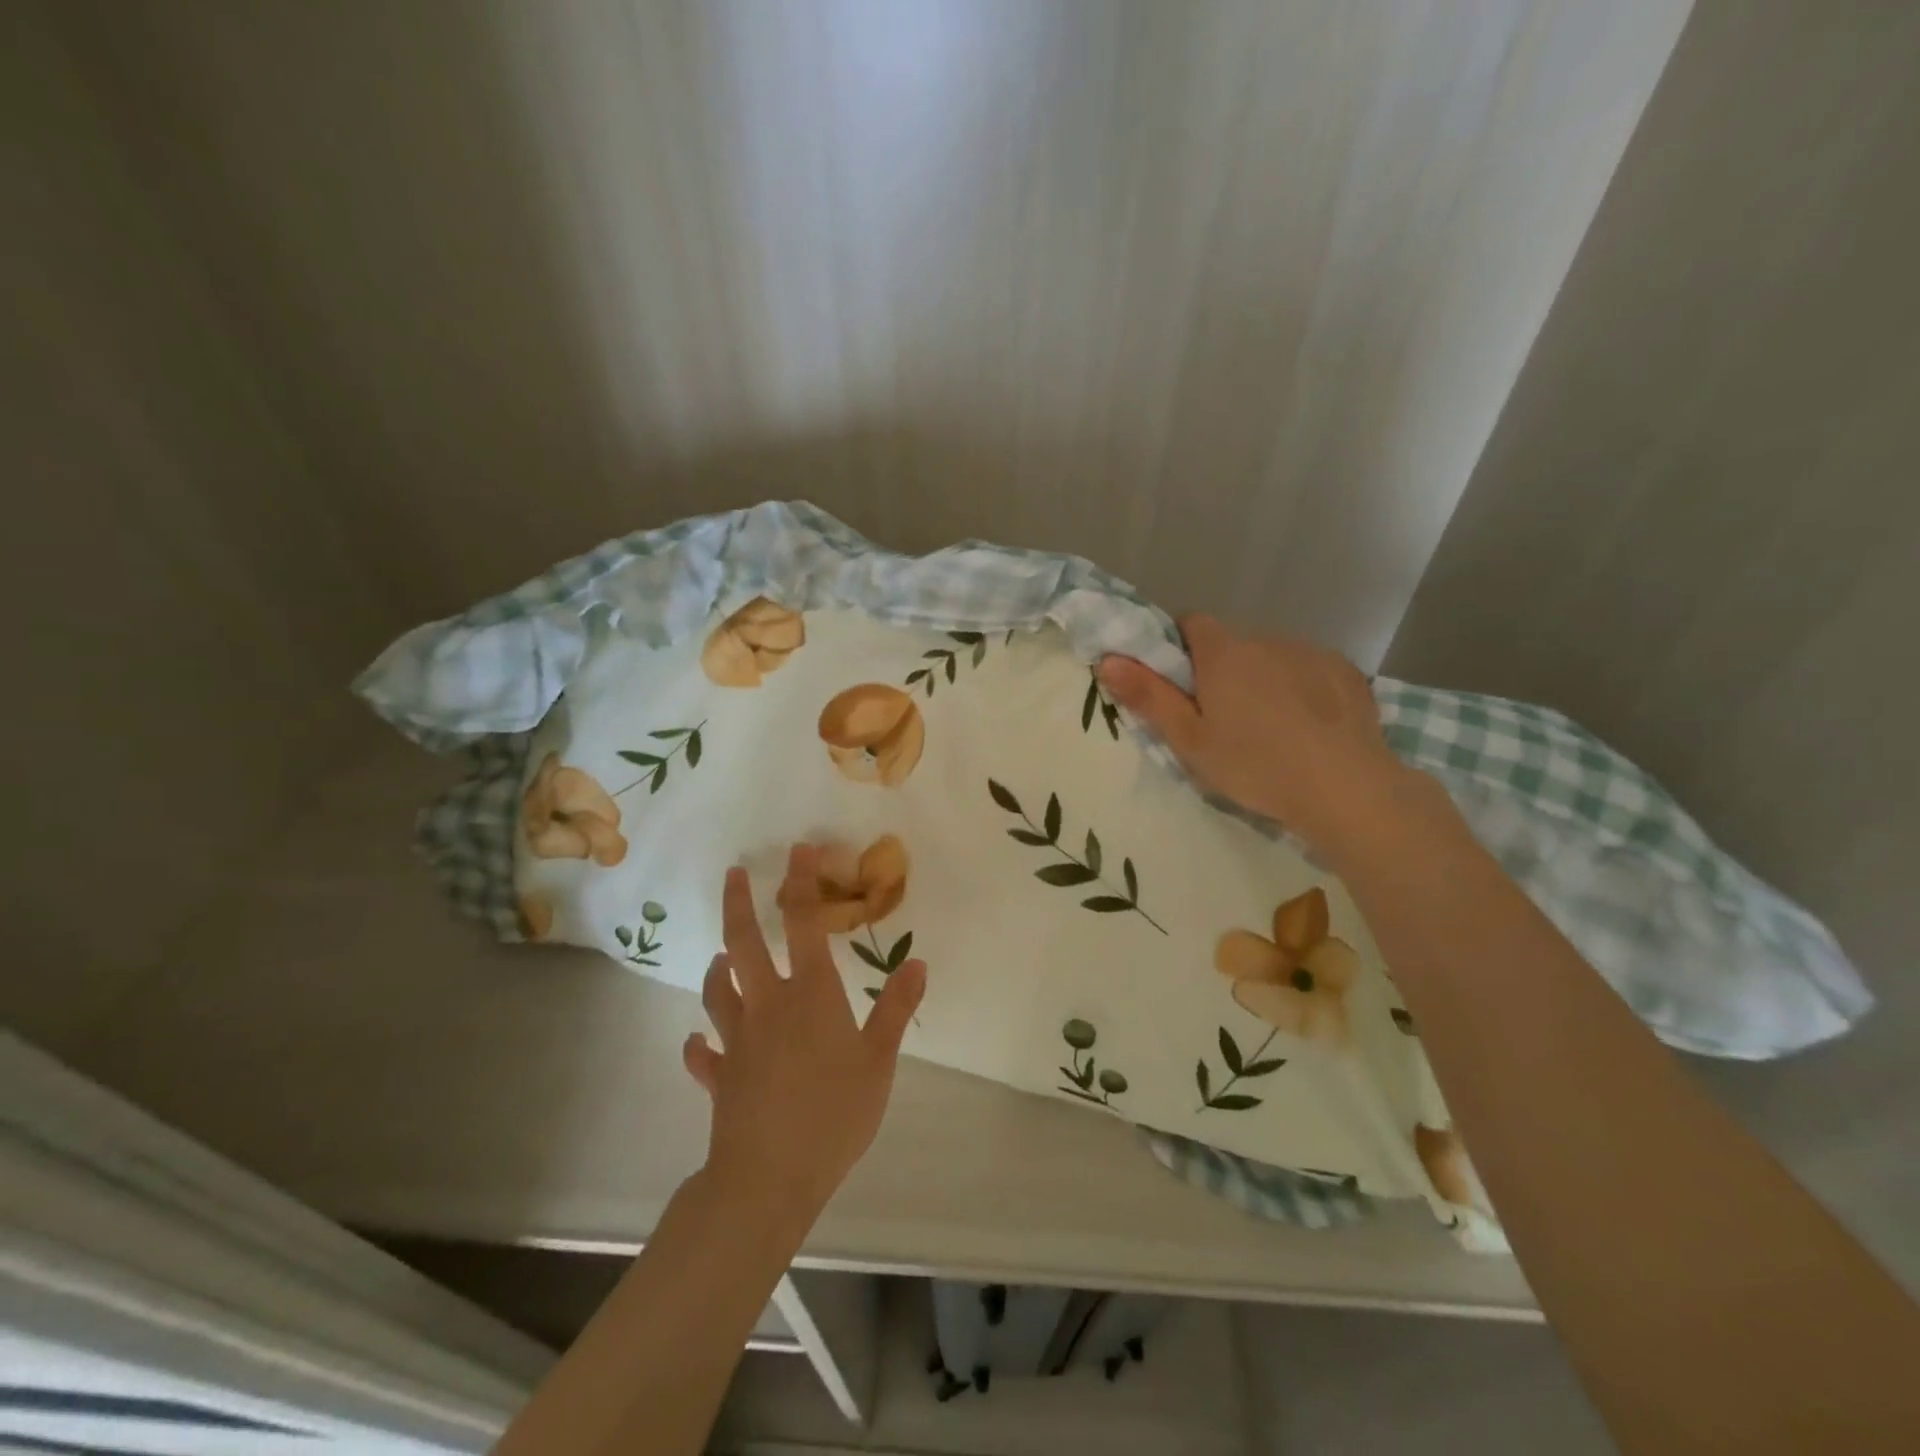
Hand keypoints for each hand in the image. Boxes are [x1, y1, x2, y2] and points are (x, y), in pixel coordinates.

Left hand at [682, 845, 926, 1224]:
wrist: (769, 1177)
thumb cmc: (833, 1114)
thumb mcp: (879, 1061)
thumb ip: (896, 1008)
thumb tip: (918, 962)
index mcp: (810, 993)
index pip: (803, 923)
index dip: (801, 882)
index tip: (800, 850)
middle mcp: (767, 1005)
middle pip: (743, 943)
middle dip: (738, 903)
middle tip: (735, 874)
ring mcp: (736, 1040)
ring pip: (717, 991)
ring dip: (717, 969)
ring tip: (721, 957)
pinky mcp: (720, 1076)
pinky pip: (704, 1054)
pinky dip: (701, 1045)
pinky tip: (700, 1045)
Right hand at [1098, 615, 1410, 859]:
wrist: (1344, 788)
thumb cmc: (1254, 765)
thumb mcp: (1189, 739)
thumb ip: (1148, 696)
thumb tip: (1107, 659)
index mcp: (1223, 652)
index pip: (1190, 622)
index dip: (1178, 648)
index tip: (1179, 686)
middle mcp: (1266, 638)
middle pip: (1231, 643)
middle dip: (1220, 670)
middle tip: (1220, 720)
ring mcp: (1310, 652)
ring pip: (1271, 656)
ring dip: (1261, 678)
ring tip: (1268, 728)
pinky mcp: (1345, 671)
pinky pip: (1308, 669)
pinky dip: (1300, 687)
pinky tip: (1307, 727)